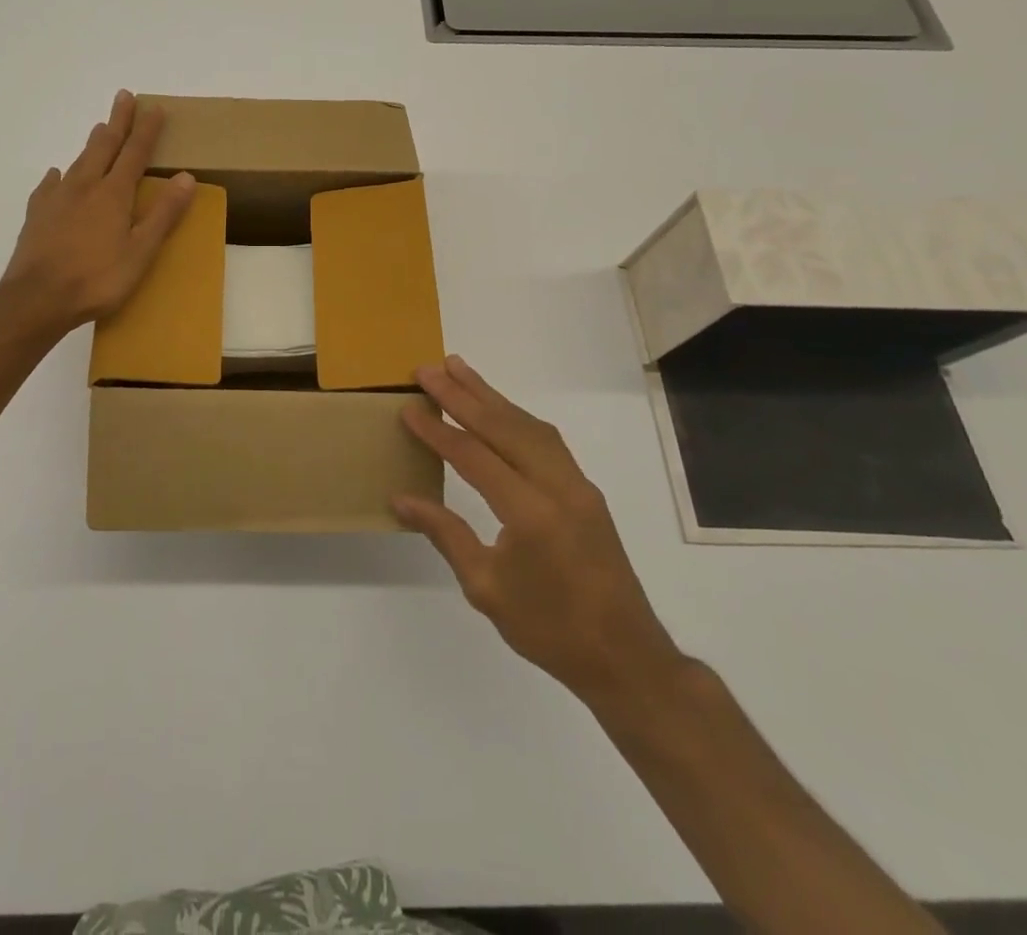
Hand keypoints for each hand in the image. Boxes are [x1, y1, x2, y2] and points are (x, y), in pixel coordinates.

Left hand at [0, 91, 196, 332]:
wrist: (36, 298)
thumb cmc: (97, 279)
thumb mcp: (141, 252)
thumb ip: (163, 214)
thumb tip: (186, 177)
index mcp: (113, 195)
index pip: (134, 154)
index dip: (146, 130)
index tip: (154, 108)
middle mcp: (84, 187)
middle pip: (103, 147)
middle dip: (117, 122)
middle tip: (123, 97)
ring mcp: (56, 199)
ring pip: (78, 162)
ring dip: (92, 143)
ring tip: (99, 129)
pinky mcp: (36, 215)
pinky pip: (49, 186)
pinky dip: (58, 176)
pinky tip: (56, 174)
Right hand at [394, 356, 687, 708]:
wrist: (625, 657)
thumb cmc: (549, 629)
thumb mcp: (485, 587)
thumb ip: (444, 533)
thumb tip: (401, 499)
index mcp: (530, 513)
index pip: (473, 456)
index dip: (437, 430)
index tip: (409, 407)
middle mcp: (557, 486)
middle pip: (502, 426)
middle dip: (461, 394)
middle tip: (428, 369)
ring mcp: (576, 484)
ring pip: (527, 425)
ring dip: (490, 395)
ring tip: (458, 369)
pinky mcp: (585, 489)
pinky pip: (546, 439)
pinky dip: (516, 416)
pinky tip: (499, 408)